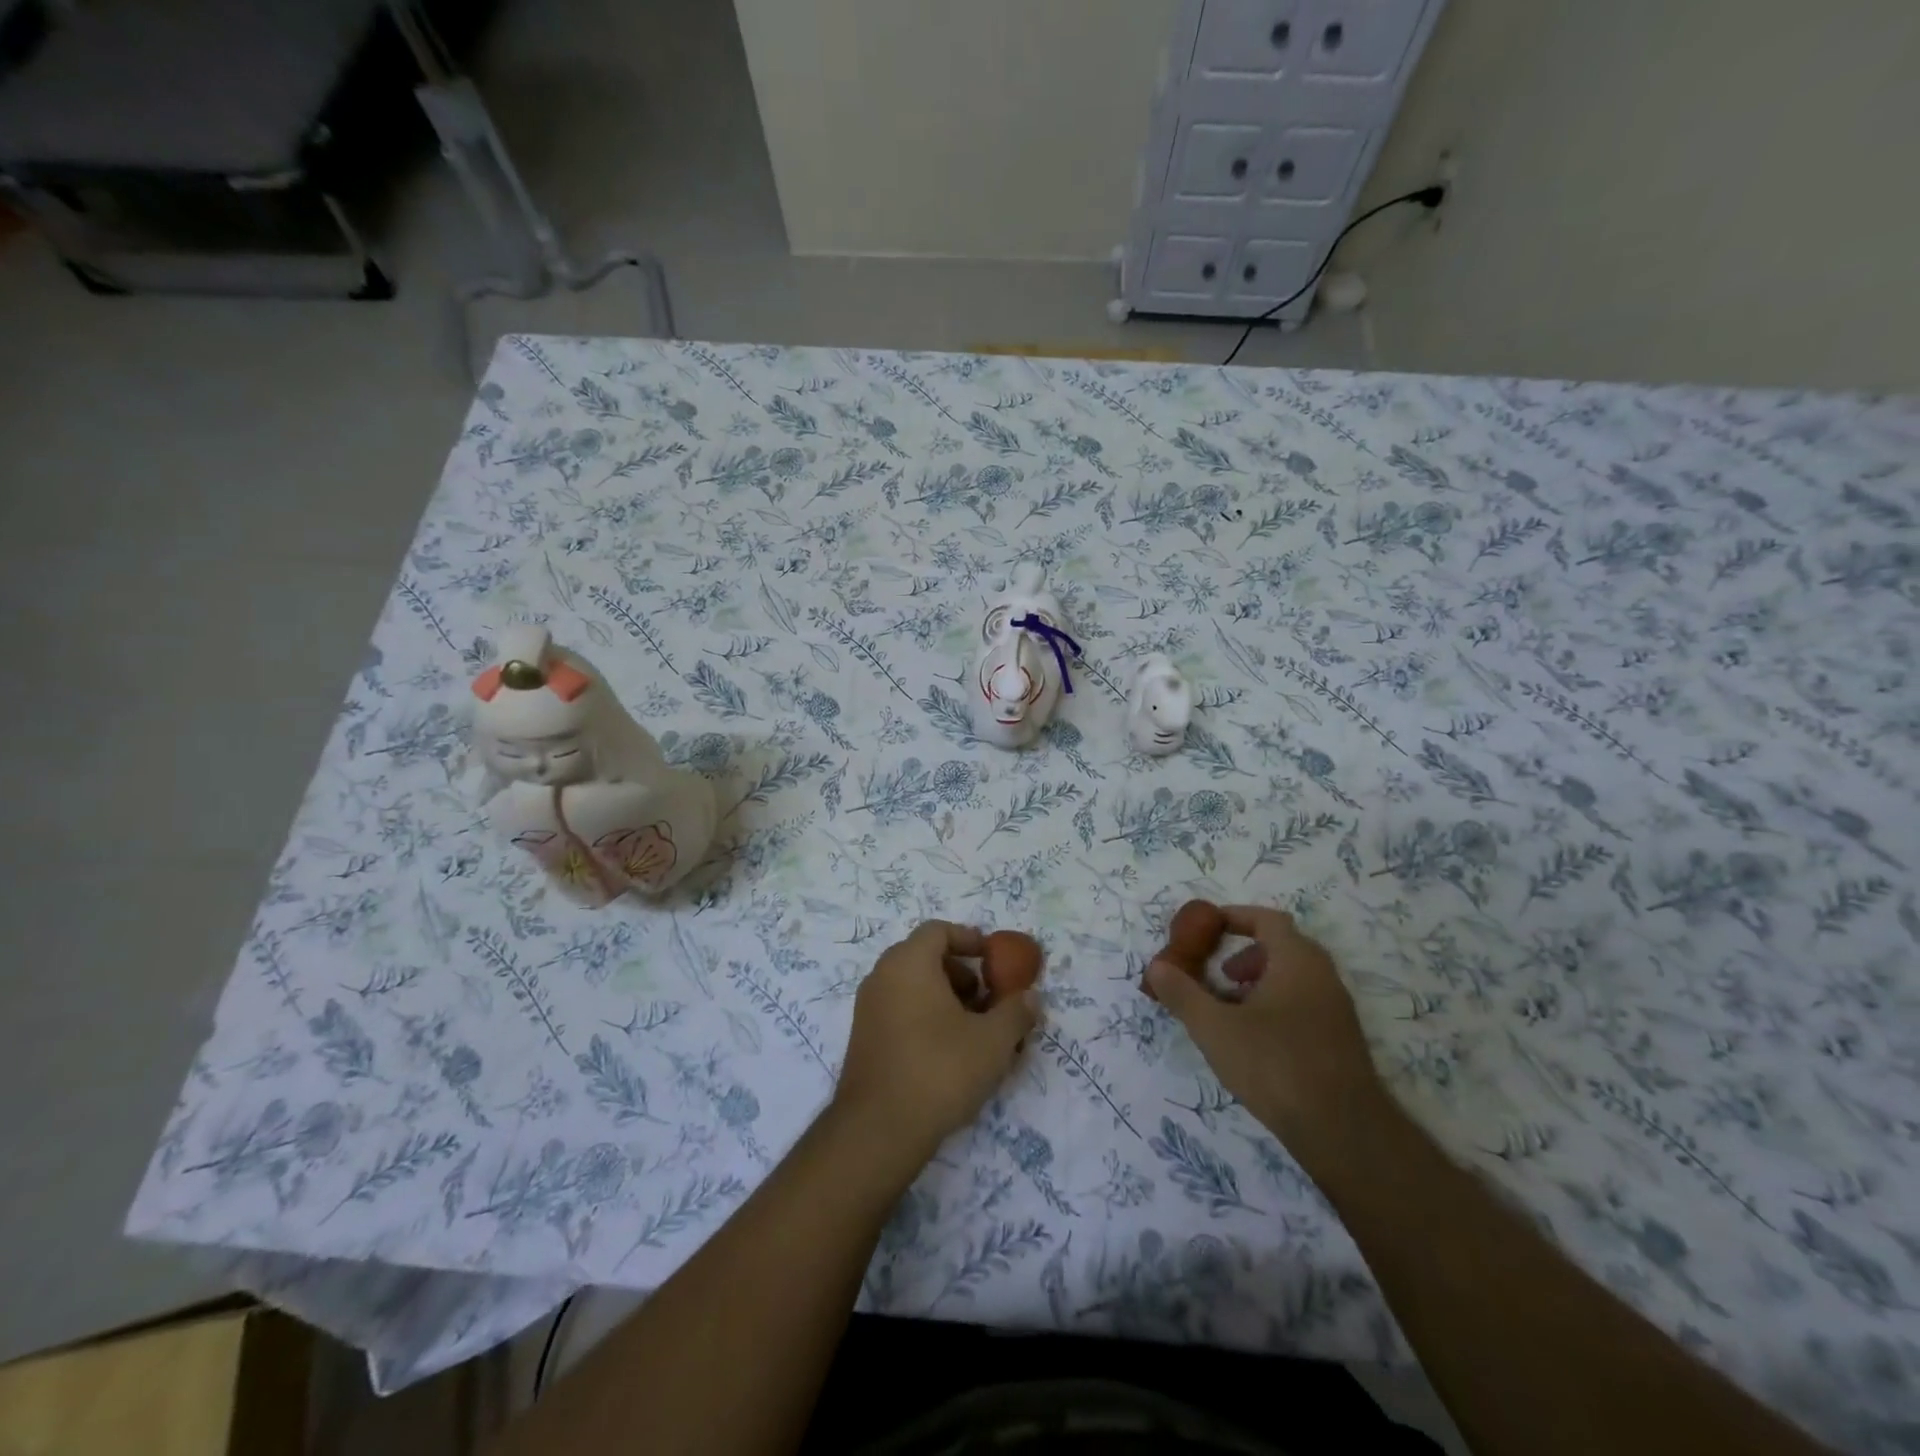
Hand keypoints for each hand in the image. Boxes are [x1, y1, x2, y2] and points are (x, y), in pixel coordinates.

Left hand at [834, 920, 1039, 1163]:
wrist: (879, 1129)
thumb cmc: (940, 1069)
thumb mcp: (992, 1041)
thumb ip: (1016, 1012)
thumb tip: (1030, 997)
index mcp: (908, 963)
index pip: (938, 930)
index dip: (969, 939)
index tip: (994, 959)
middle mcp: (882, 976)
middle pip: (925, 957)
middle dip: (961, 973)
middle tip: (987, 999)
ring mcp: (868, 1008)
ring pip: (912, 987)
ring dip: (945, 998)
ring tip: (974, 1031)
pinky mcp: (864, 1039)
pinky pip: (899, 1011)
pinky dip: (925, 1017)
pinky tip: (949, 1053)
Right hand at [1145, 905, 1384, 1158]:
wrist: (1344, 1132)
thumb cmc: (1275, 1065)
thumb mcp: (1215, 1028)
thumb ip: (1182, 994)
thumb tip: (1156, 967)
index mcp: (1297, 961)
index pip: (1268, 920)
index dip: (1236, 918)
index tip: (1207, 928)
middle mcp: (1323, 977)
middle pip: (1283, 947)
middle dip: (1246, 954)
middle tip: (1218, 974)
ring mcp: (1337, 1010)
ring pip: (1295, 978)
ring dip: (1261, 982)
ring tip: (1231, 1010)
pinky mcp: (1341, 1041)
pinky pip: (1305, 1004)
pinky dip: (1277, 1005)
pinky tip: (1256, 1041)